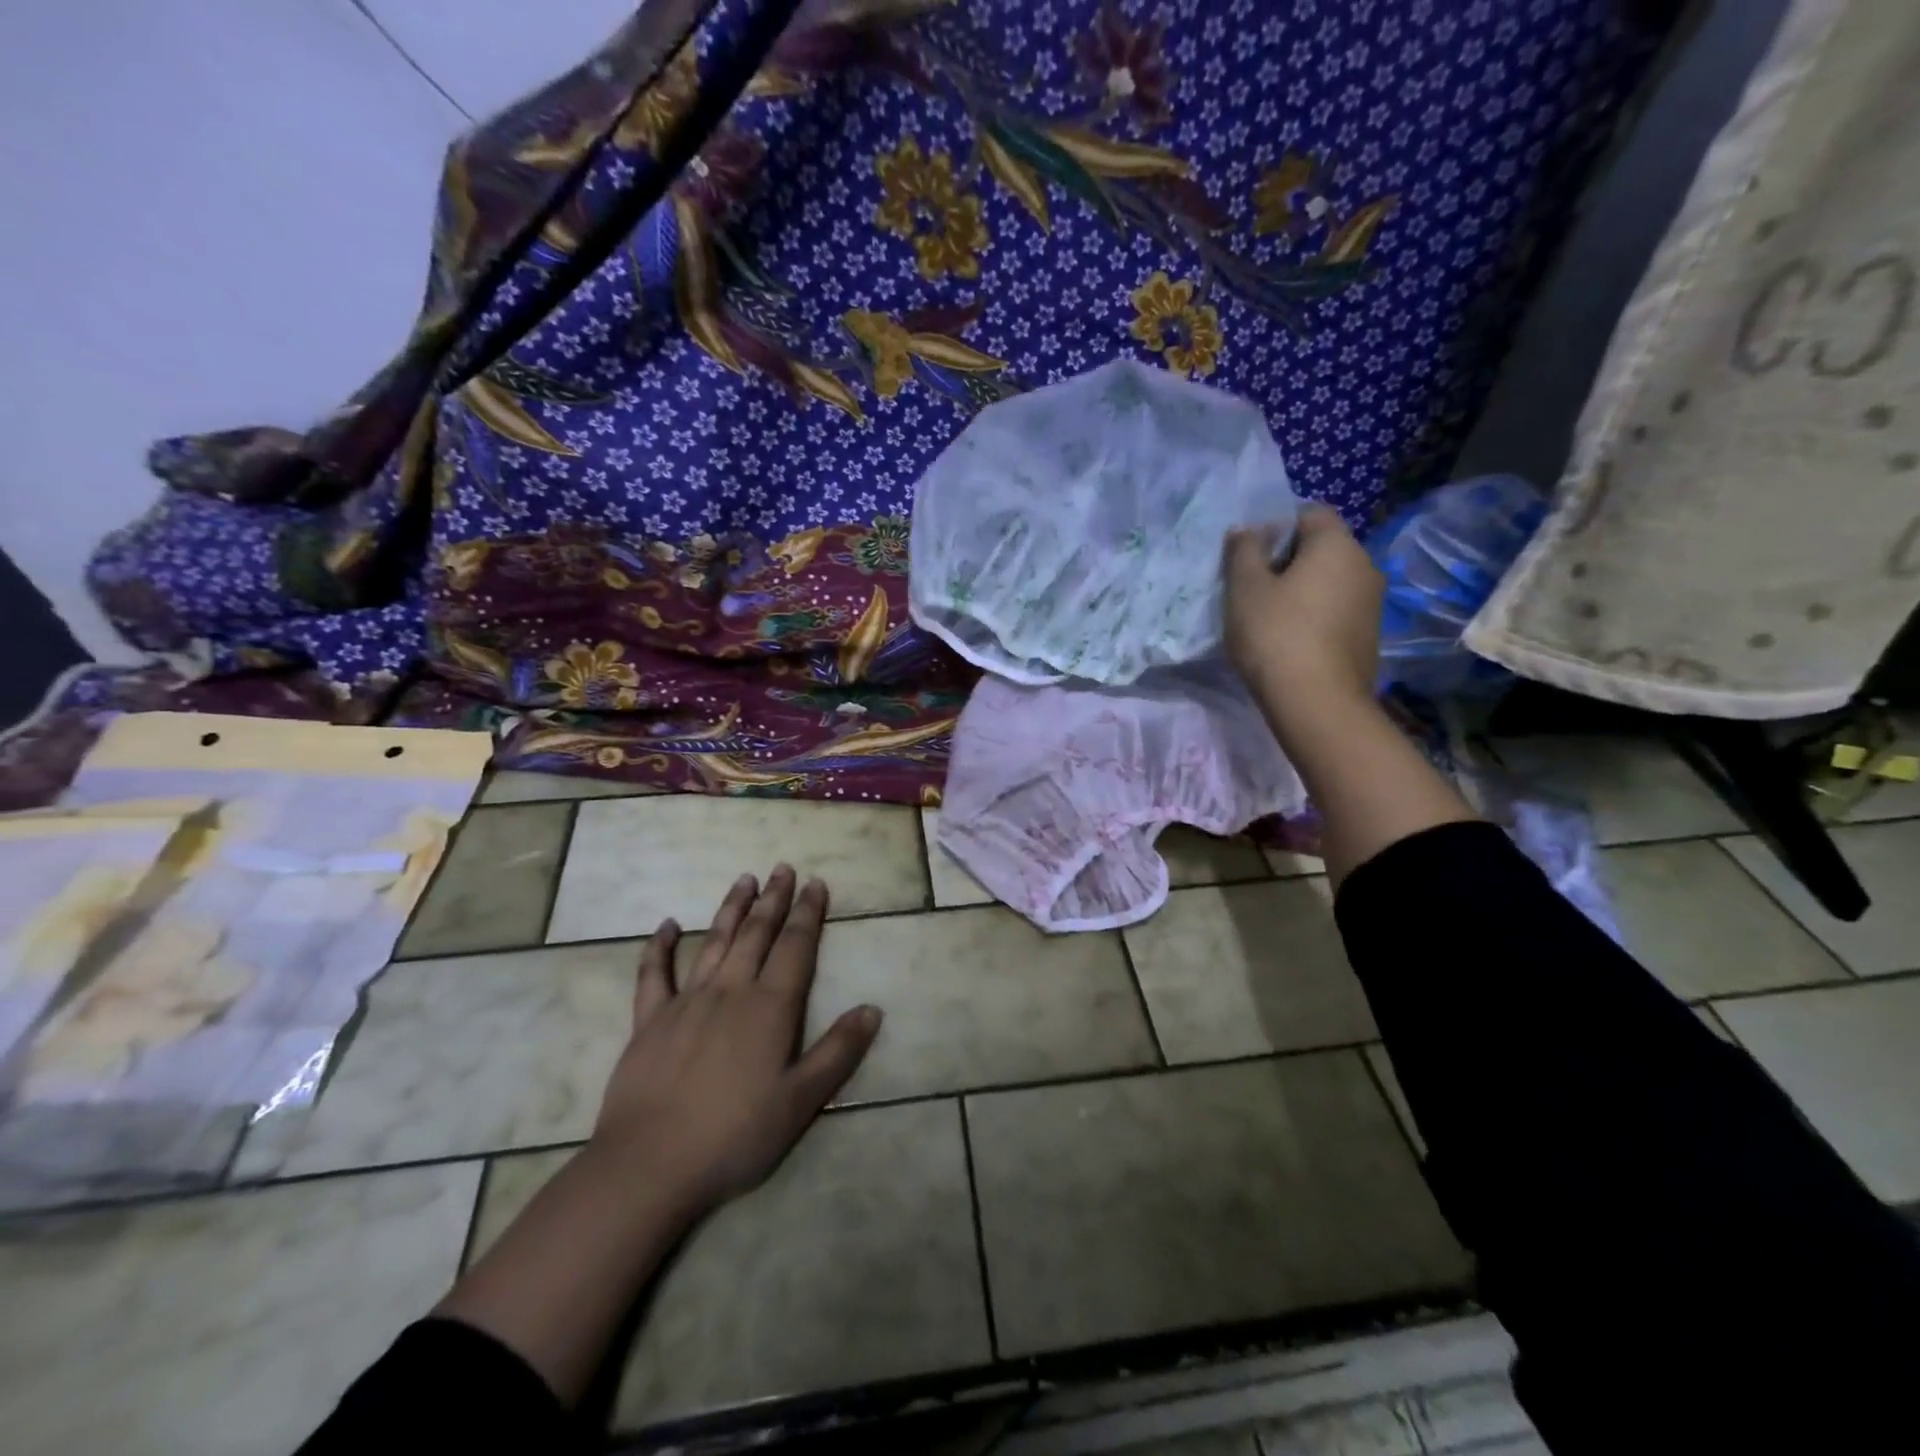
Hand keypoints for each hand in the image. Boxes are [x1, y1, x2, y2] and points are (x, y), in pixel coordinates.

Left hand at [589, 865, 881, 1216]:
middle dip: (773, 900)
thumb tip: (872, 1009)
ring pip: (714, 942)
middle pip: (756, 934)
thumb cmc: (734, 1136)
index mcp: (769, 1008)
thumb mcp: (800, 1101)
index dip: (808, 913)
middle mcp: (730, 992)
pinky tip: (666, 925)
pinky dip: (659, 947)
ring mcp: (686, 1002)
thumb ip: (837, 1052)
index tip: (816, 883)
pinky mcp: (649, 1021)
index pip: (796, 947)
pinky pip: (654, 975)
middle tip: (783, 868)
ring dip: (731, 909)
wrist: (649, 1165)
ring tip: (744, 879)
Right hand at [1223, 504, 1384, 710]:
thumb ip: (1243, 551)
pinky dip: (1314, 616)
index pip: (1309, 513)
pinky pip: (1336, 610)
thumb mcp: (1245, 589)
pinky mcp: (1368, 635)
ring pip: (1329, 581)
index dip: (1276, 526)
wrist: (1317, 703)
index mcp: (1337, 545)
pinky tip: (1290, 641)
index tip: (1250, 554)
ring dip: (1300, 590)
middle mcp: (1364, 565)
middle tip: (1252, 587)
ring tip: (1268, 617)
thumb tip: (1246, 529)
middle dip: (1287, 560)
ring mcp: (1372, 603)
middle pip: (1321, 548)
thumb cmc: (1276, 635)